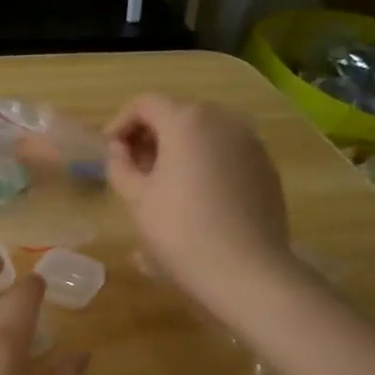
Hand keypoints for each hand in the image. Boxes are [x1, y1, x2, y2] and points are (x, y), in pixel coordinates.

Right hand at [104, 94, 294, 308]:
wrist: (246, 270)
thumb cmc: (180, 231)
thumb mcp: (136, 198)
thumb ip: (120, 165)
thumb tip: (119, 150)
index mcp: (186, 120)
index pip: (144, 103)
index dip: (119, 122)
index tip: (108, 151)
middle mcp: (223, 119)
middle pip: (177, 113)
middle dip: (150, 135)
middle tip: (132, 168)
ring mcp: (251, 142)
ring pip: (205, 132)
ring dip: (179, 148)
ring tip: (163, 183)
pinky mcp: (266, 167)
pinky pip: (227, 152)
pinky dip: (206, 161)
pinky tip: (196, 196)